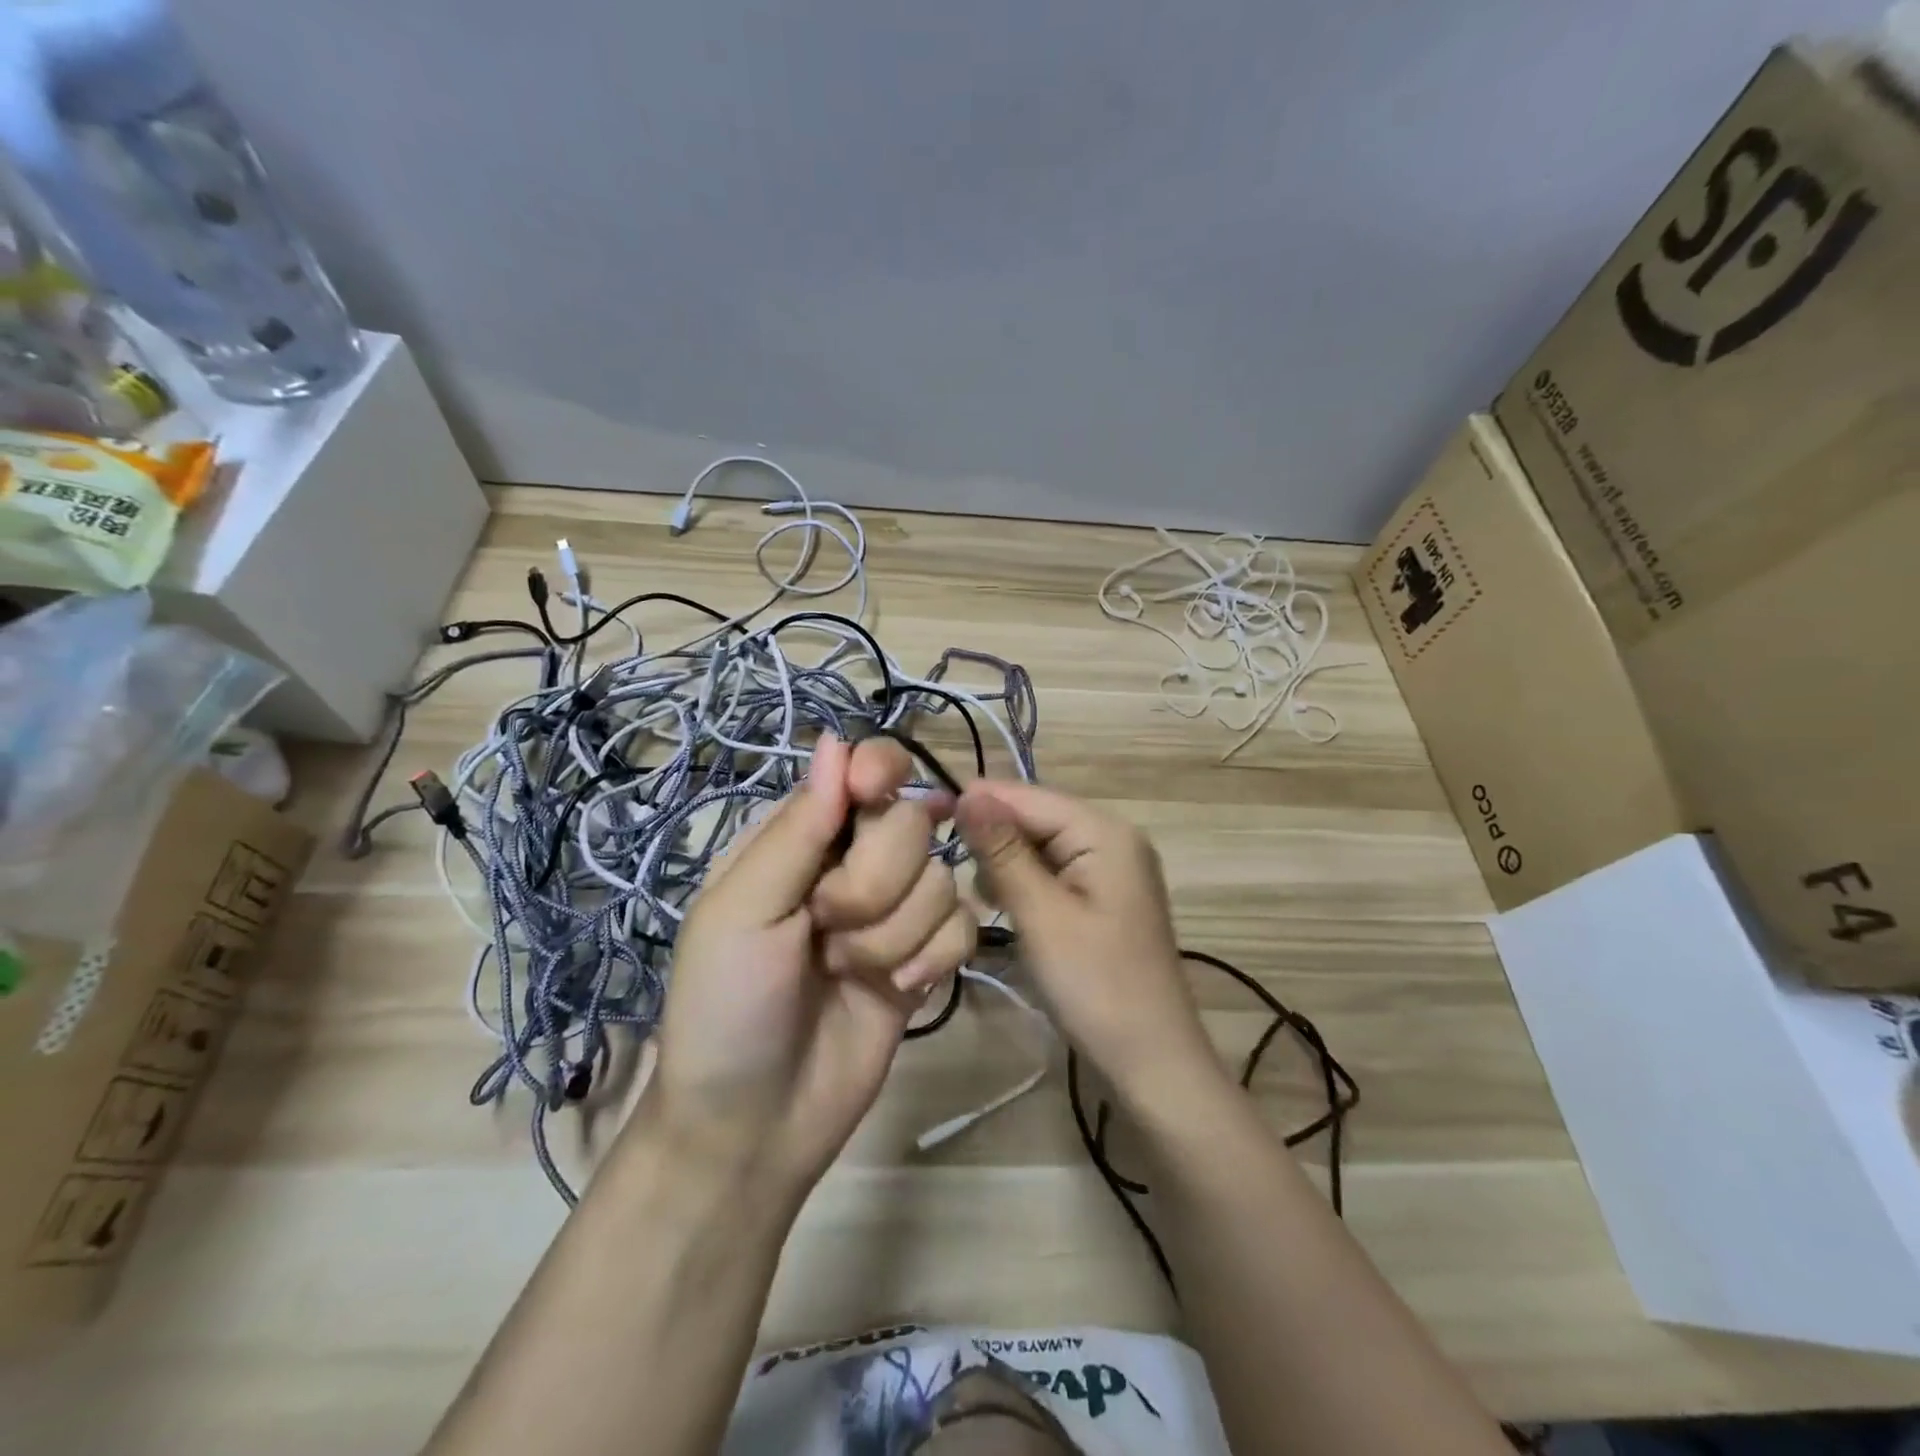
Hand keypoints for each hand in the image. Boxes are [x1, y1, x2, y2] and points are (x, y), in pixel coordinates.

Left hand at [636, 734, 975, 1201]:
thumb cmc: (725, 1007)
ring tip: (850, 971)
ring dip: (896, 932)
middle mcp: (853, 862)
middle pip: (911, 822)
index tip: (873, 795)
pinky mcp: (927, 956)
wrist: (755, 1123)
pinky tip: (900, 991)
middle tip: (827, 926)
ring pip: (942, 877)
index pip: (862, 770)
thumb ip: (796, 828)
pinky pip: (963, 925)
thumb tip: (838, 741)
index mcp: (801, 837)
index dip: (880, 772)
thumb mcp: (741, 911)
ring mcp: (895, 911)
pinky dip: (935, 958)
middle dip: (874, 881)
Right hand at [955, 781, 1220, 1107]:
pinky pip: (1054, 872)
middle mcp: (1112, 838)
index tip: (926, 816)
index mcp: (1105, 832)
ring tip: (982, 897)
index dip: (980, 802)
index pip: (1030, 796)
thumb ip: (1003, 850)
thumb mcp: (1041, 914)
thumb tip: (969, 792)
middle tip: (950, 870)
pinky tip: (1006, 907)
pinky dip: (1026, 884)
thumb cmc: (1094, 984)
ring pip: (1041, 846)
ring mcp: (1111, 869)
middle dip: (994, 838)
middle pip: (1037, 818)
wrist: (1151, 1061)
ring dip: (1006, 863)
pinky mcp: (1103, 898)